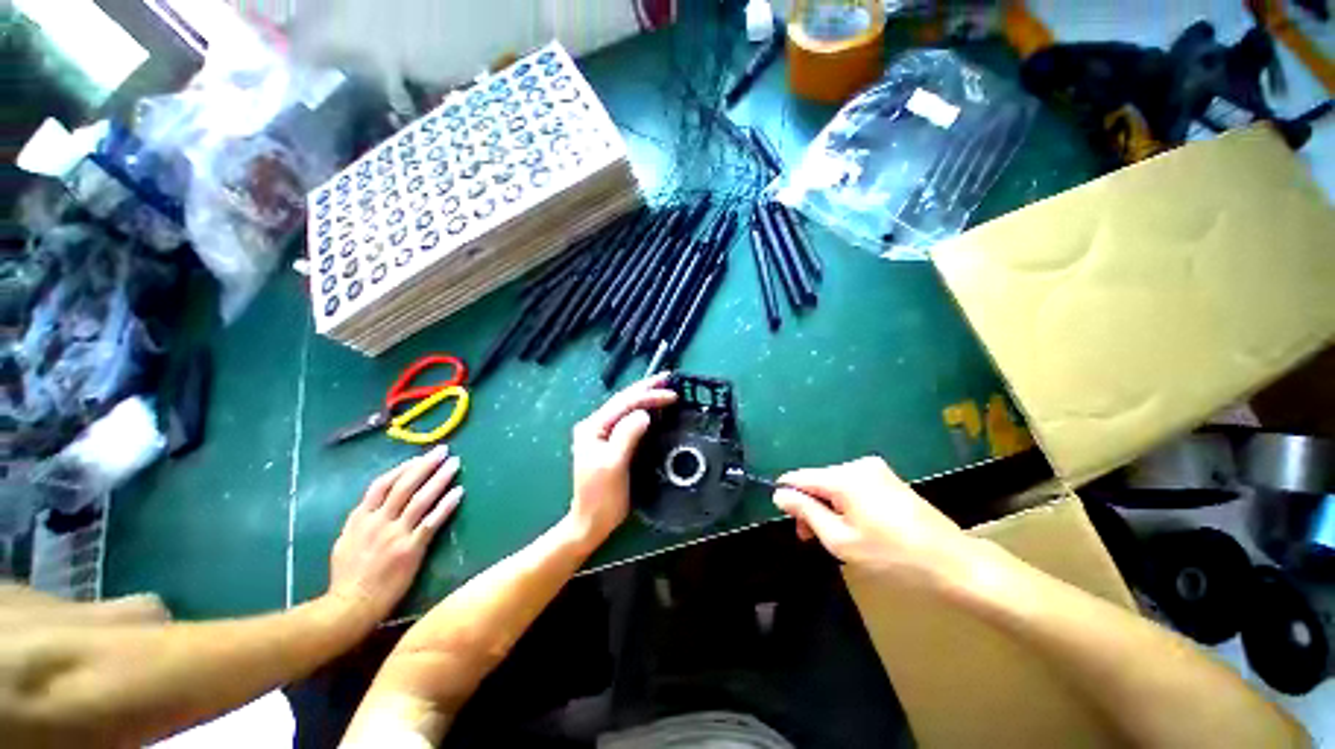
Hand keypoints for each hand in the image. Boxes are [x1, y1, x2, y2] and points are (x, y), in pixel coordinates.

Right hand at [329, 446, 462, 623]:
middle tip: (443, 451)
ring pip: (420, 499)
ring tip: (455, 464)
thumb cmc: (347, 576)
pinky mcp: (410, 549)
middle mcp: (377, 522)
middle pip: (404, 486)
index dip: (403, 468)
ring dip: (440, 479)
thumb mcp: (345, 541)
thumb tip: (376, 503)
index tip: (420, 457)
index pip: (381, 485)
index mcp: (360, 518)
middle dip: (425, 465)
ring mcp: (394, 535)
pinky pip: (431, 522)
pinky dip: (446, 505)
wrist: (350, 606)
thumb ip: (362, 520)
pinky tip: (459, 492)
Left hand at [568, 373, 677, 548]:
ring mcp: (602, 434)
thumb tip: (644, 413)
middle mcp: (596, 426)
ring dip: (645, 397)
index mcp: (593, 427)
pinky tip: (653, 408)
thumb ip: (627, 435)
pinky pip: (628, 420)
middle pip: (623, 400)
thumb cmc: (601, 495)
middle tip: (669, 378)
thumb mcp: (613, 464)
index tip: (672, 395)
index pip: (624, 403)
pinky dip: (643, 411)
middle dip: (646, 388)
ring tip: (664, 387)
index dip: (648, 396)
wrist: (591, 521)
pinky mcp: (611, 443)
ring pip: (626, 408)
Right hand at [773, 456, 979, 588]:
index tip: (792, 522)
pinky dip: (846, 504)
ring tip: (837, 538)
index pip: (799, 477)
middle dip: (810, 506)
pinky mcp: (889, 478)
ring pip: (835, 484)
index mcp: (843, 477)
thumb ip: (806, 512)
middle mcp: (857, 465)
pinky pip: (853, 486)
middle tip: (812, 538)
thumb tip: (780, 494)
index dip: (788, 496)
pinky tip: (857, 527)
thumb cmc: (893, 557)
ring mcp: (876, 469)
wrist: (955, 564)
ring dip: (828, 507)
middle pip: (818, 480)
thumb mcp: (841, 540)